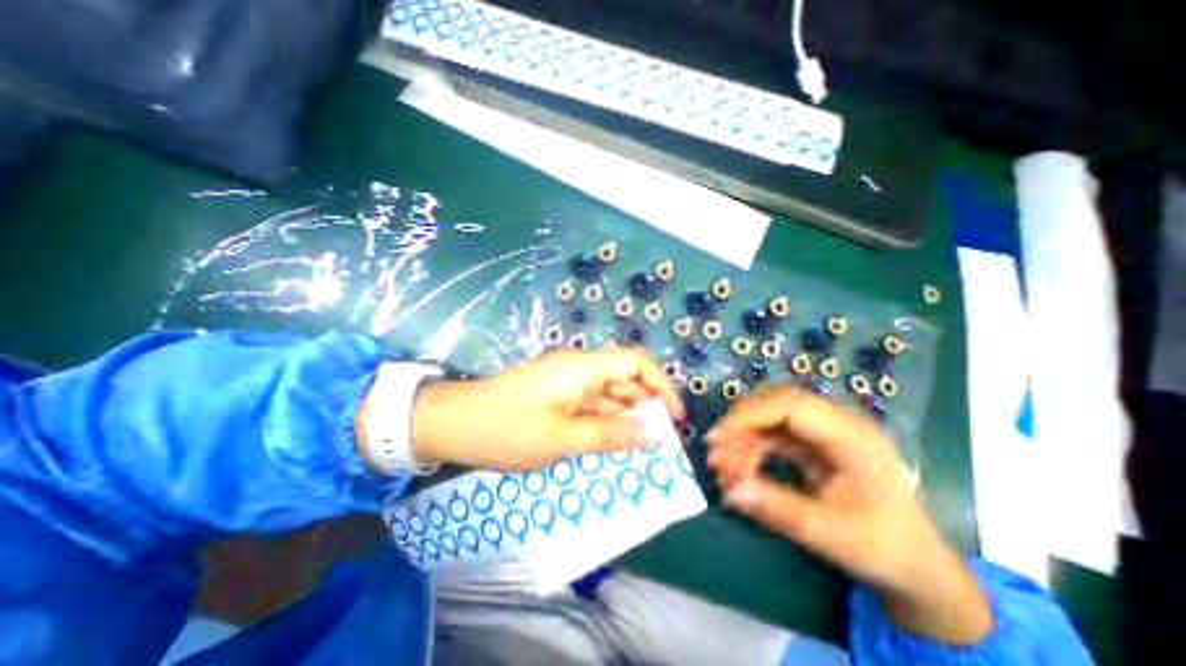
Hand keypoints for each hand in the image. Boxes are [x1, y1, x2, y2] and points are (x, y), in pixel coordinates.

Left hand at [411, 351, 679, 471]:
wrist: (452, 423)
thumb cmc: (507, 428)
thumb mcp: (563, 438)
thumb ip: (611, 435)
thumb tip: (653, 433)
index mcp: (584, 368)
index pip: (636, 363)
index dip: (661, 385)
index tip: (673, 417)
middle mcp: (580, 369)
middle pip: (625, 381)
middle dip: (645, 410)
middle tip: (658, 446)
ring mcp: (567, 383)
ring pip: (608, 398)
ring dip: (624, 422)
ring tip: (637, 454)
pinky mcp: (556, 397)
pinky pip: (590, 408)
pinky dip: (603, 426)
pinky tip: (608, 449)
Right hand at [701, 388, 991, 647]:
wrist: (914, 565)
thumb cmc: (884, 548)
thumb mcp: (833, 535)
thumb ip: (780, 511)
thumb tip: (732, 493)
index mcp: (852, 437)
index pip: (792, 406)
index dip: (751, 415)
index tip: (720, 436)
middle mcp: (836, 425)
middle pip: (777, 405)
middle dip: (742, 424)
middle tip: (714, 447)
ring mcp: (823, 434)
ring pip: (771, 420)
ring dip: (743, 438)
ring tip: (721, 464)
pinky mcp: (812, 445)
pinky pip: (773, 436)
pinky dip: (752, 449)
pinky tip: (738, 468)